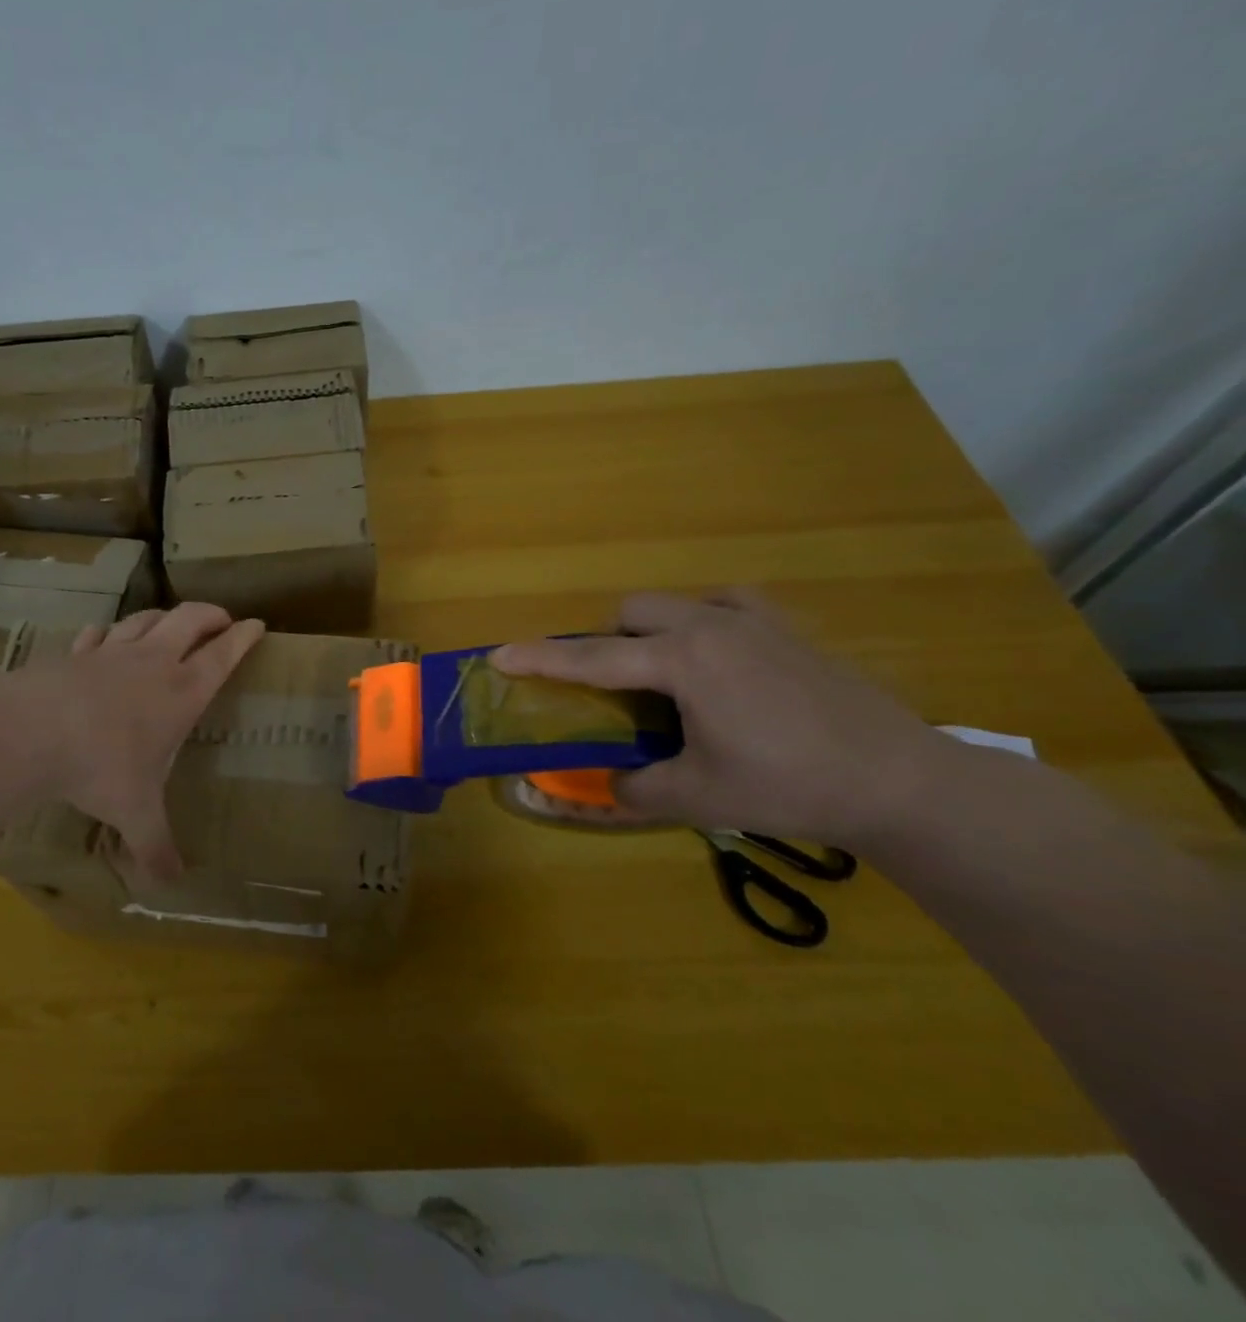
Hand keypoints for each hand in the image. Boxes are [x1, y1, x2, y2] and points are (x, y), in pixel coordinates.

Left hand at [15, 603, 263, 880]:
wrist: (29, 731)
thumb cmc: (100, 766)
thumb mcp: (135, 812)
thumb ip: (155, 846)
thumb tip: (171, 885)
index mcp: (182, 691)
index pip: (224, 653)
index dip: (244, 636)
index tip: (257, 625)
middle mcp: (153, 662)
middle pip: (190, 619)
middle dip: (211, 614)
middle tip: (222, 621)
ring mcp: (112, 651)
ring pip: (147, 617)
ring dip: (165, 617)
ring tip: (172, 624)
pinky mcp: (76, 652)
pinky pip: (100, 632)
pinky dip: (111, 631)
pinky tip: (106, 638)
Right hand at [491, 590, 960, 848]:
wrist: (900, 780)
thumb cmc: (790, 785)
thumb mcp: (699, 797)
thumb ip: (637, 789)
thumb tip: (608, 785)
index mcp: (683, 661)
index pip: (592, 658)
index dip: (542, 659)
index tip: (500, 655)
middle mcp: (711, 625)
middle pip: (631, 611)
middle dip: (606, 641)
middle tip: (614, 690)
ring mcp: (753, 620)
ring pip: (675, 602)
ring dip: (652, 630)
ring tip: (665, 675)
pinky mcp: (786, 628)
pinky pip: (724, 604)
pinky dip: (703, 622)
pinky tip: (718, 657)